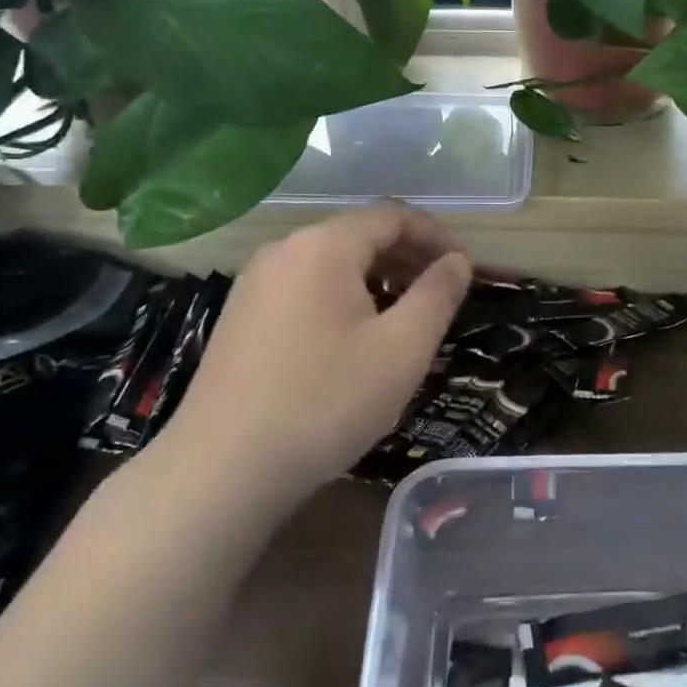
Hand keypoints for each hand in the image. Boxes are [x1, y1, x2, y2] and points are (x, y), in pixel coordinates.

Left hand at [154, 204, 470, 506]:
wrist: (222, 469)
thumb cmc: (325, 402)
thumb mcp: (402, 349)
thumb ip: (437, 295)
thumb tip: (458, 261)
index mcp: (324, 246)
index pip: (393, 216)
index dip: (436, 235)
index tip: (465, 267)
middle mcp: (284, 250)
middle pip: (359, 234)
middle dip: (407, 257)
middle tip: (442, 293)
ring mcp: (255, 282)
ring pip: (330, 262)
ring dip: (376, 278)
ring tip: (404, 316)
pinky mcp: (240, 315)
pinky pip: (304, 287)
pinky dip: (341, 296)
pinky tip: (353, 338)